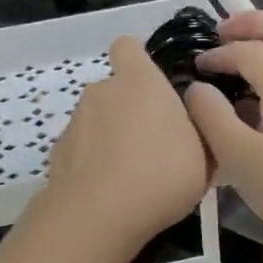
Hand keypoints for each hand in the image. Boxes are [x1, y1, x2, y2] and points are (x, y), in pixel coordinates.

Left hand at [42, 36, 209, 247]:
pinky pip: (83, 148)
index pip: (128, 46)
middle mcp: (101, 91)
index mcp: (138, 81)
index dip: (139, 59)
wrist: (96, 215)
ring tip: (134, 175)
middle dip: (132, 109)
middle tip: (156, 144)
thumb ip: (200, 127)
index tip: (155, 83)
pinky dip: (94, 161)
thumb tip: (193, 116)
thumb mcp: (204, 154)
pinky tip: (110, 191)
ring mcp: (74, 121)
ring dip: (113, 137)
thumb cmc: (160, 174)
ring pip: (98, 120)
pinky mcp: (58, 151)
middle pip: (116, 90)